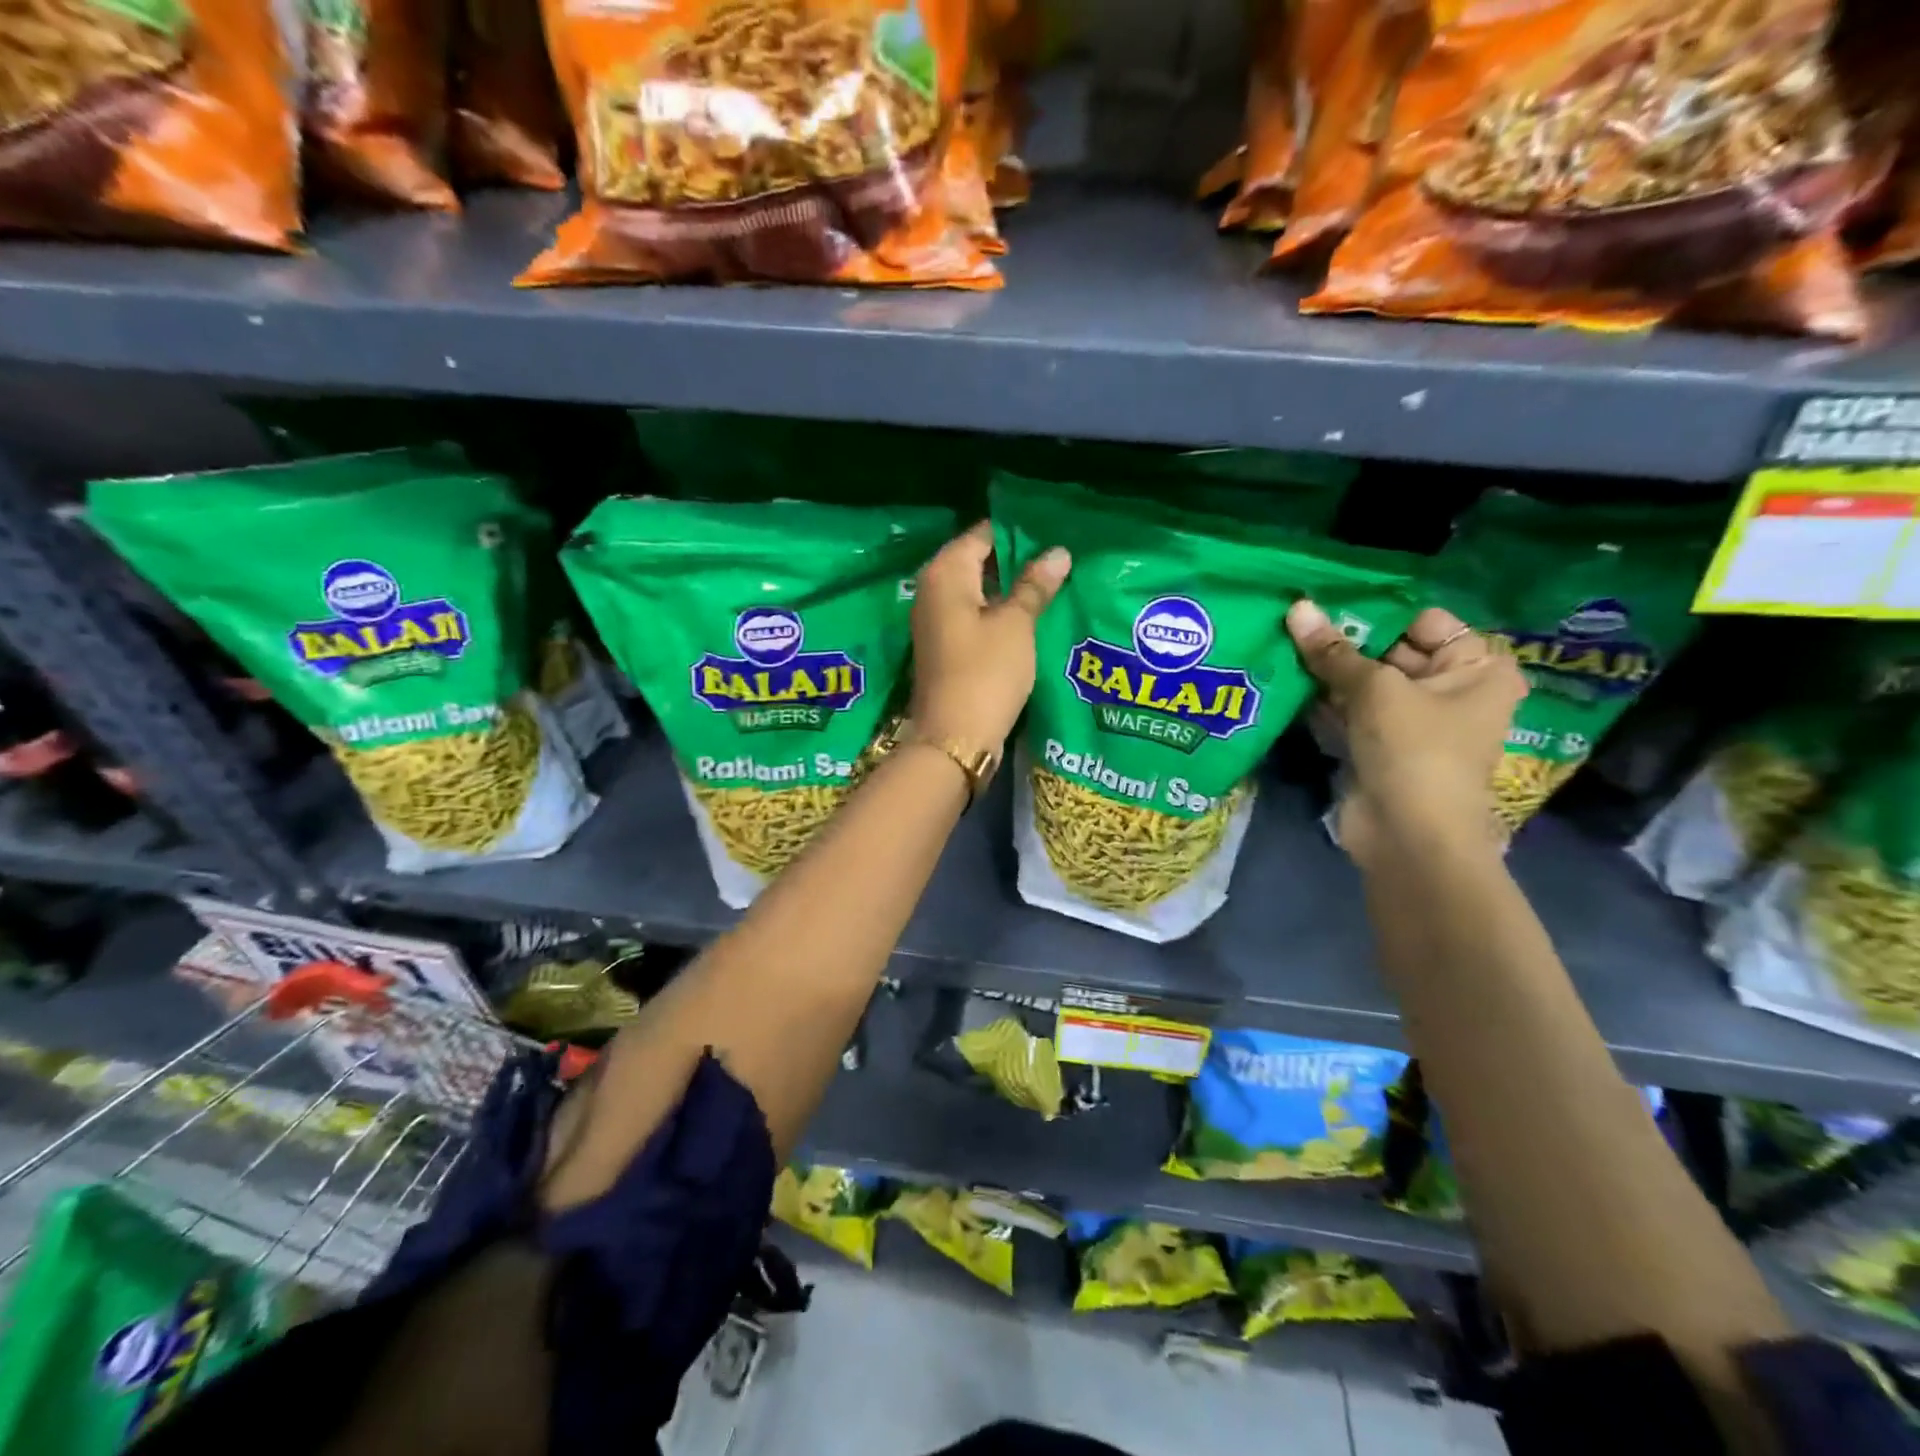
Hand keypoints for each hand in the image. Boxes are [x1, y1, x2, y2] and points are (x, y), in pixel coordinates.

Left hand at [909, 520, 1070, 756]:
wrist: (955, 737)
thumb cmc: (986, 672)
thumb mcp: (1016, 624)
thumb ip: (1035, 585)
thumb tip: (1058, 552)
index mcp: (945, 573)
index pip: (982, 534)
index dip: (1018, 533)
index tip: (1054, 533)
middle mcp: (932, 589)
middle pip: (978, 561)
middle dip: (1016, 560)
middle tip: (1060, 559)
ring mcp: (935, 620)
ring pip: (977, 590)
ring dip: (1009, 589)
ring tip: (1053, 584)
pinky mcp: (944, 646)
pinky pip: (973, 615)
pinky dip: (998, 612)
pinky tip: (1030, 616)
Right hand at [1287, 600, 1525, 865]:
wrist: (1408, 835)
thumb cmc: (1414, 749)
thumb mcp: (1374, 690)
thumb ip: (1333, 651)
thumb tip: (1297, 607)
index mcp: (1476, 668)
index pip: (1424, 622)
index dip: (1377, 613)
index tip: (1326, 603)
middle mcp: (1451, 690)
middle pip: (1392, 651)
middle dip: (1345, 643)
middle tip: (1295, 623)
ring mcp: (1414, 722)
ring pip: (1366, 684)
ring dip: (1328, 673)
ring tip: (1282, 645)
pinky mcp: (1381, 747)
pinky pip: (1351, 713)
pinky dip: (1325, 702)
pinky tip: (1287, 684)